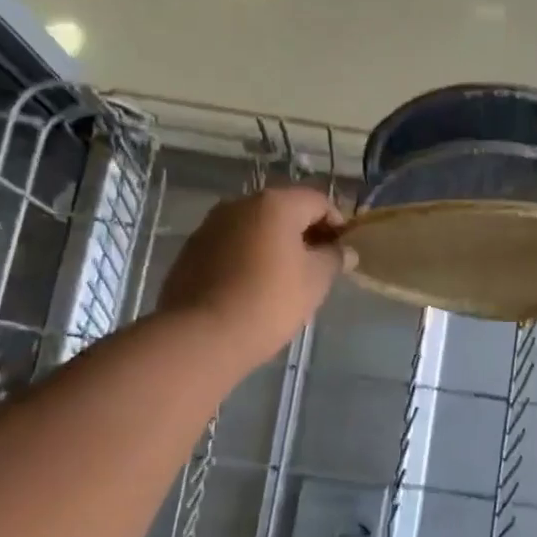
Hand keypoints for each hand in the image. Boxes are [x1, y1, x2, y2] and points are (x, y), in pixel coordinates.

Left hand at [157, 187, 351, 371]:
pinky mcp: (192, 249)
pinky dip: (248, 255)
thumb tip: (345, 250)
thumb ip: (334, 258)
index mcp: (275, 204)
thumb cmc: (268, 302)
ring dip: (274, 243)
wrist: (201, 335)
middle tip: (318, 265)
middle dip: (305, 232)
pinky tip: (253, 285)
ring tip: (285, 278)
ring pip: (255, 227)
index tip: (343, 252)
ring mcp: (211, 225)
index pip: (318, 201)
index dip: (337, 224)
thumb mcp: (315, 281)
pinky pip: (231, 244)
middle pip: (284, 210)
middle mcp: (240, 204)